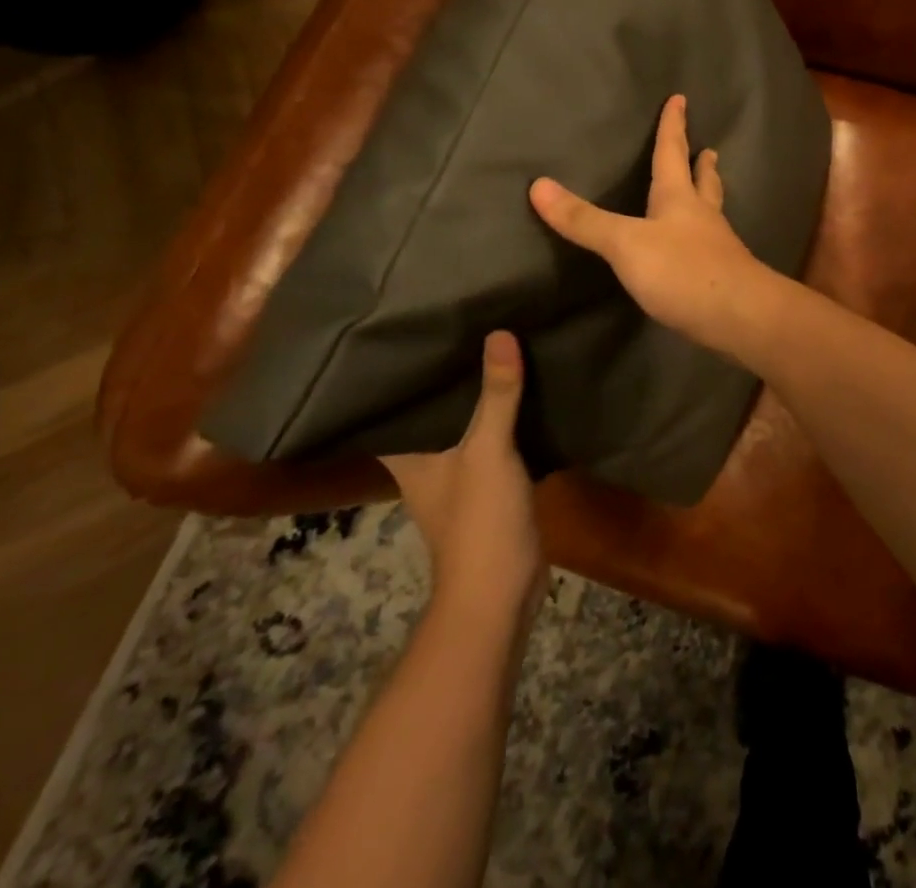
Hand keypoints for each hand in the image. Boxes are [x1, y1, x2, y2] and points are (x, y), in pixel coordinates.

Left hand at [381, 331, 542, 634]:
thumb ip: (496, 395)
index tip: (411, 333)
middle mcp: (427, 462)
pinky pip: (494, 439)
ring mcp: (460, 476)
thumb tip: (499, 333)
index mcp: (409, 456)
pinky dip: (505, 416)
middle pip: (433, 410)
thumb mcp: (488, 451)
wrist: (501, 590)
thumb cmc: (479, 520)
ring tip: (496, 345)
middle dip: (447, 375)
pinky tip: (524, 391)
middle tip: (464, 325)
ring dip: (479, 394)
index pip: (391, 407)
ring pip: (466, 423)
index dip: (397, 374)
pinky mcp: (491, 485)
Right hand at [529, 94, 771, 355]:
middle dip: (701, 164)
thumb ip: (585, 220)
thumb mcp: (625, 244)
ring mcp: (718, 246)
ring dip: (709, 196)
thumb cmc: (682, 271)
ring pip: (712, 212)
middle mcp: (702, 216)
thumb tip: (538, 185)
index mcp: (679, 199)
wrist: (738, 316)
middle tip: (709, 149)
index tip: (680, 99)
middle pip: (703, 182)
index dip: (673, 126)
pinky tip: (703, 246)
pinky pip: (713, 245)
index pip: (672, 153)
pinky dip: (706, 236)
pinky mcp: (722, 276)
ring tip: (709, 188)